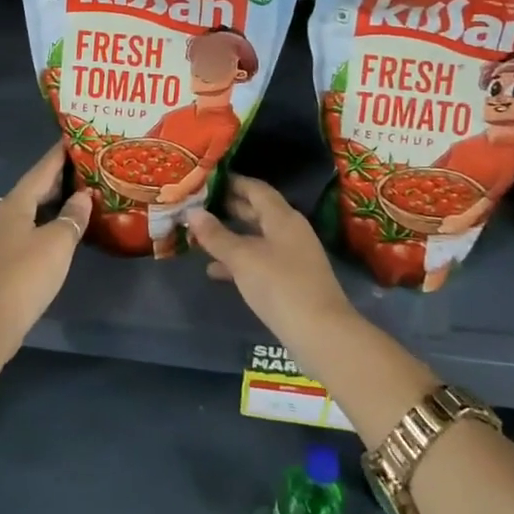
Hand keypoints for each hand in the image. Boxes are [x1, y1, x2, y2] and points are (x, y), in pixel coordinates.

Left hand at [0, 143, 92, 359]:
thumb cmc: (28, 274)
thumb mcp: (59, 242)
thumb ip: (72, 216)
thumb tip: (83, 195)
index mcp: (17, 204)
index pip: (41, 172)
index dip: (57, 157)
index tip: (70, 141)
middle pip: (27, 191)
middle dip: (50, 181)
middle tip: (74, 173)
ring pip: (11, 212)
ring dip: (30, 204)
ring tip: (46, 198)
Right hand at [186, 175, 357, 376]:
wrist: (321, 335)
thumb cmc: (280, 286)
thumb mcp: (243, 258)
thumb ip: (216, 235)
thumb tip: (192, 212)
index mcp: (282, 217)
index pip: (255, 188)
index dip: (232, 181)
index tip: (206, 178)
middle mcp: (290, 231)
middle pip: (257, 211)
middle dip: (228, 207)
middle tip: (197, 203)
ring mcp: (292, 257)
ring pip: (256, 237)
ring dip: (230, 236)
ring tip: (199, 235)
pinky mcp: (290, 281)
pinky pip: (259, 261)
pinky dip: (238, 261)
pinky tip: (214, 271)